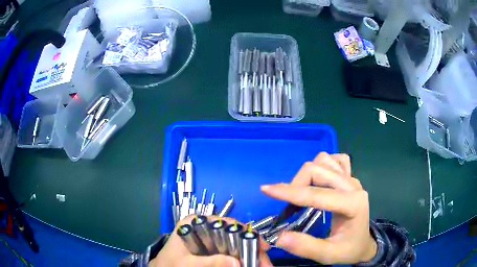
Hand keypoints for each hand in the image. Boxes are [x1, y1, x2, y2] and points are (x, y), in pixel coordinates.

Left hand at [149, 216, 272, 266]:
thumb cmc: (169, 264)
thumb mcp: (186, 264)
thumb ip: (209, 263)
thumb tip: (238, 262)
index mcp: (196, 223)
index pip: (226, 223)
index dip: (247, 234)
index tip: (262, 247)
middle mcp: (205, 227)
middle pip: (235, 234)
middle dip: (252, 249)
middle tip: (265, 263)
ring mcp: (209, 238)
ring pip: (235, 243)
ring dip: (249, 255)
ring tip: (261, 265)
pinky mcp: (211, 248)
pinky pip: (230, 251)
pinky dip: (241, 258)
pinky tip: (249, 264)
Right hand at [261, 152, 376, 264]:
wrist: (364, 244)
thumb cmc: (348, 249)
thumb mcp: (329, 255)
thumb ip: (306, 247)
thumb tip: (279, 237)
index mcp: (352, 204)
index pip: (316, 194)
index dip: (289, 192)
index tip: (266, 190)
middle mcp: (353, 186)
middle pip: (318, 169)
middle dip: (296, 184)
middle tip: (289, 205)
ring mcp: (352, 179)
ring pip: (324, 160)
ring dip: (308, 174)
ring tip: (302, 193)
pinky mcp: (350, 177)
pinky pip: (335, 160)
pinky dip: (323, 165)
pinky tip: (320, 181)